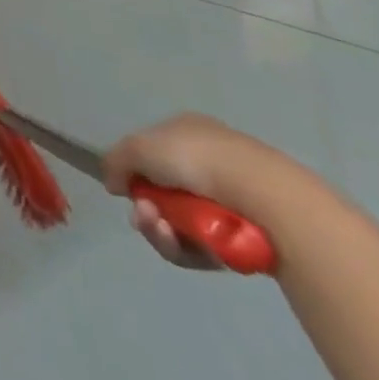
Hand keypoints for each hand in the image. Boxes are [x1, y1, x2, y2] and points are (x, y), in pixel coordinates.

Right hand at [104, 113, 304, 270]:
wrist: (264, 197)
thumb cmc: (195, 159)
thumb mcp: (138, 147)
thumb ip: (115, 161)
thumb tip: (114, 184)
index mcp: (187, 131)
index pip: (152, 152)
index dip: (134, 171)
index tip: (126, 188)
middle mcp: (209, 162)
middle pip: (164, 192)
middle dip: (147, 207)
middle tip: (145, 216)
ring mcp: (230, 201)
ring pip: (180, 222)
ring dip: (161, 229)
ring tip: (162, 231)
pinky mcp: (245, 238)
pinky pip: (204, 247)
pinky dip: (186, 248)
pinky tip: (181, 244)